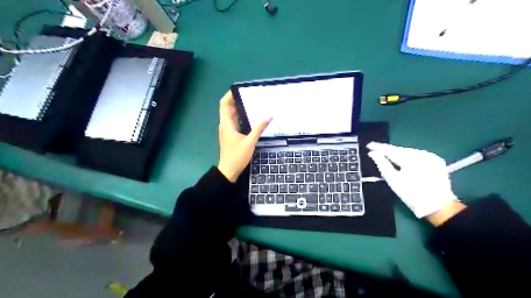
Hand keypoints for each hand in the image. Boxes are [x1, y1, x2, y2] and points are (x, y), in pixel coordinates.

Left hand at [216, 90, 270, 182]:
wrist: (229, 170)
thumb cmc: (237, 156)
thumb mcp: (250, 142)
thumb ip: (259, 128)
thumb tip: (269, 116)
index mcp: (227, 124)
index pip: (224, 104)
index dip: (229, 95)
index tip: (239, 88)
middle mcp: (225, 125)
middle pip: (228, 108)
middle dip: (237, 100)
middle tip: (250, 94)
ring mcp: (227, 130)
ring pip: (232, 115)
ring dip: (240, 108)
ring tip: (252, 102)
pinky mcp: (231, 135)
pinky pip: (235, 121)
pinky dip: (241, 117)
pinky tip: (251, 117)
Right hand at [367, 141, 458, 218]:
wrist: (438, 206)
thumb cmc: (411, 194)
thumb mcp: (393, 180)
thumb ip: (382, 164)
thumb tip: (372, 153)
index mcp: (410, 159)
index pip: (391, 150)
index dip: (379, 147)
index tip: (369, 145)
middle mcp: (422, 154)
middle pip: (400, 150)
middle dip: (388, 150)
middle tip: (377, 150)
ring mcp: (430, 156)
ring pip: (409, 151)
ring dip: (398, 153)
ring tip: (388, 155)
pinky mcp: (436, 160)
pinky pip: (418, 155)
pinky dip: (409, 156)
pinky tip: (403, 160)